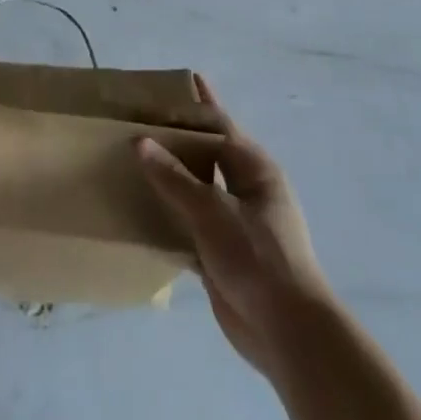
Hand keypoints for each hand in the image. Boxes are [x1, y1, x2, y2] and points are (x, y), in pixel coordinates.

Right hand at [137, 75, 330, 378]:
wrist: (287, 333)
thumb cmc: (257, 257)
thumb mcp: (212, 212)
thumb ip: (174, 177)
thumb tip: (140, 141)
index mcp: (254, 167)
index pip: (218, 124)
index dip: (193, 105)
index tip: (165, 86)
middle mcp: (245, 188)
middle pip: (205, 153)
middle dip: (177, 137)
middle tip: (140, 117)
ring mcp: (233, 221)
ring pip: (195, 188)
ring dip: (169, 175)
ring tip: (133, 155)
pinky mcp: (220, 252)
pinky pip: (188, 222)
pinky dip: (167, 213)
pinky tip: (139, 205)